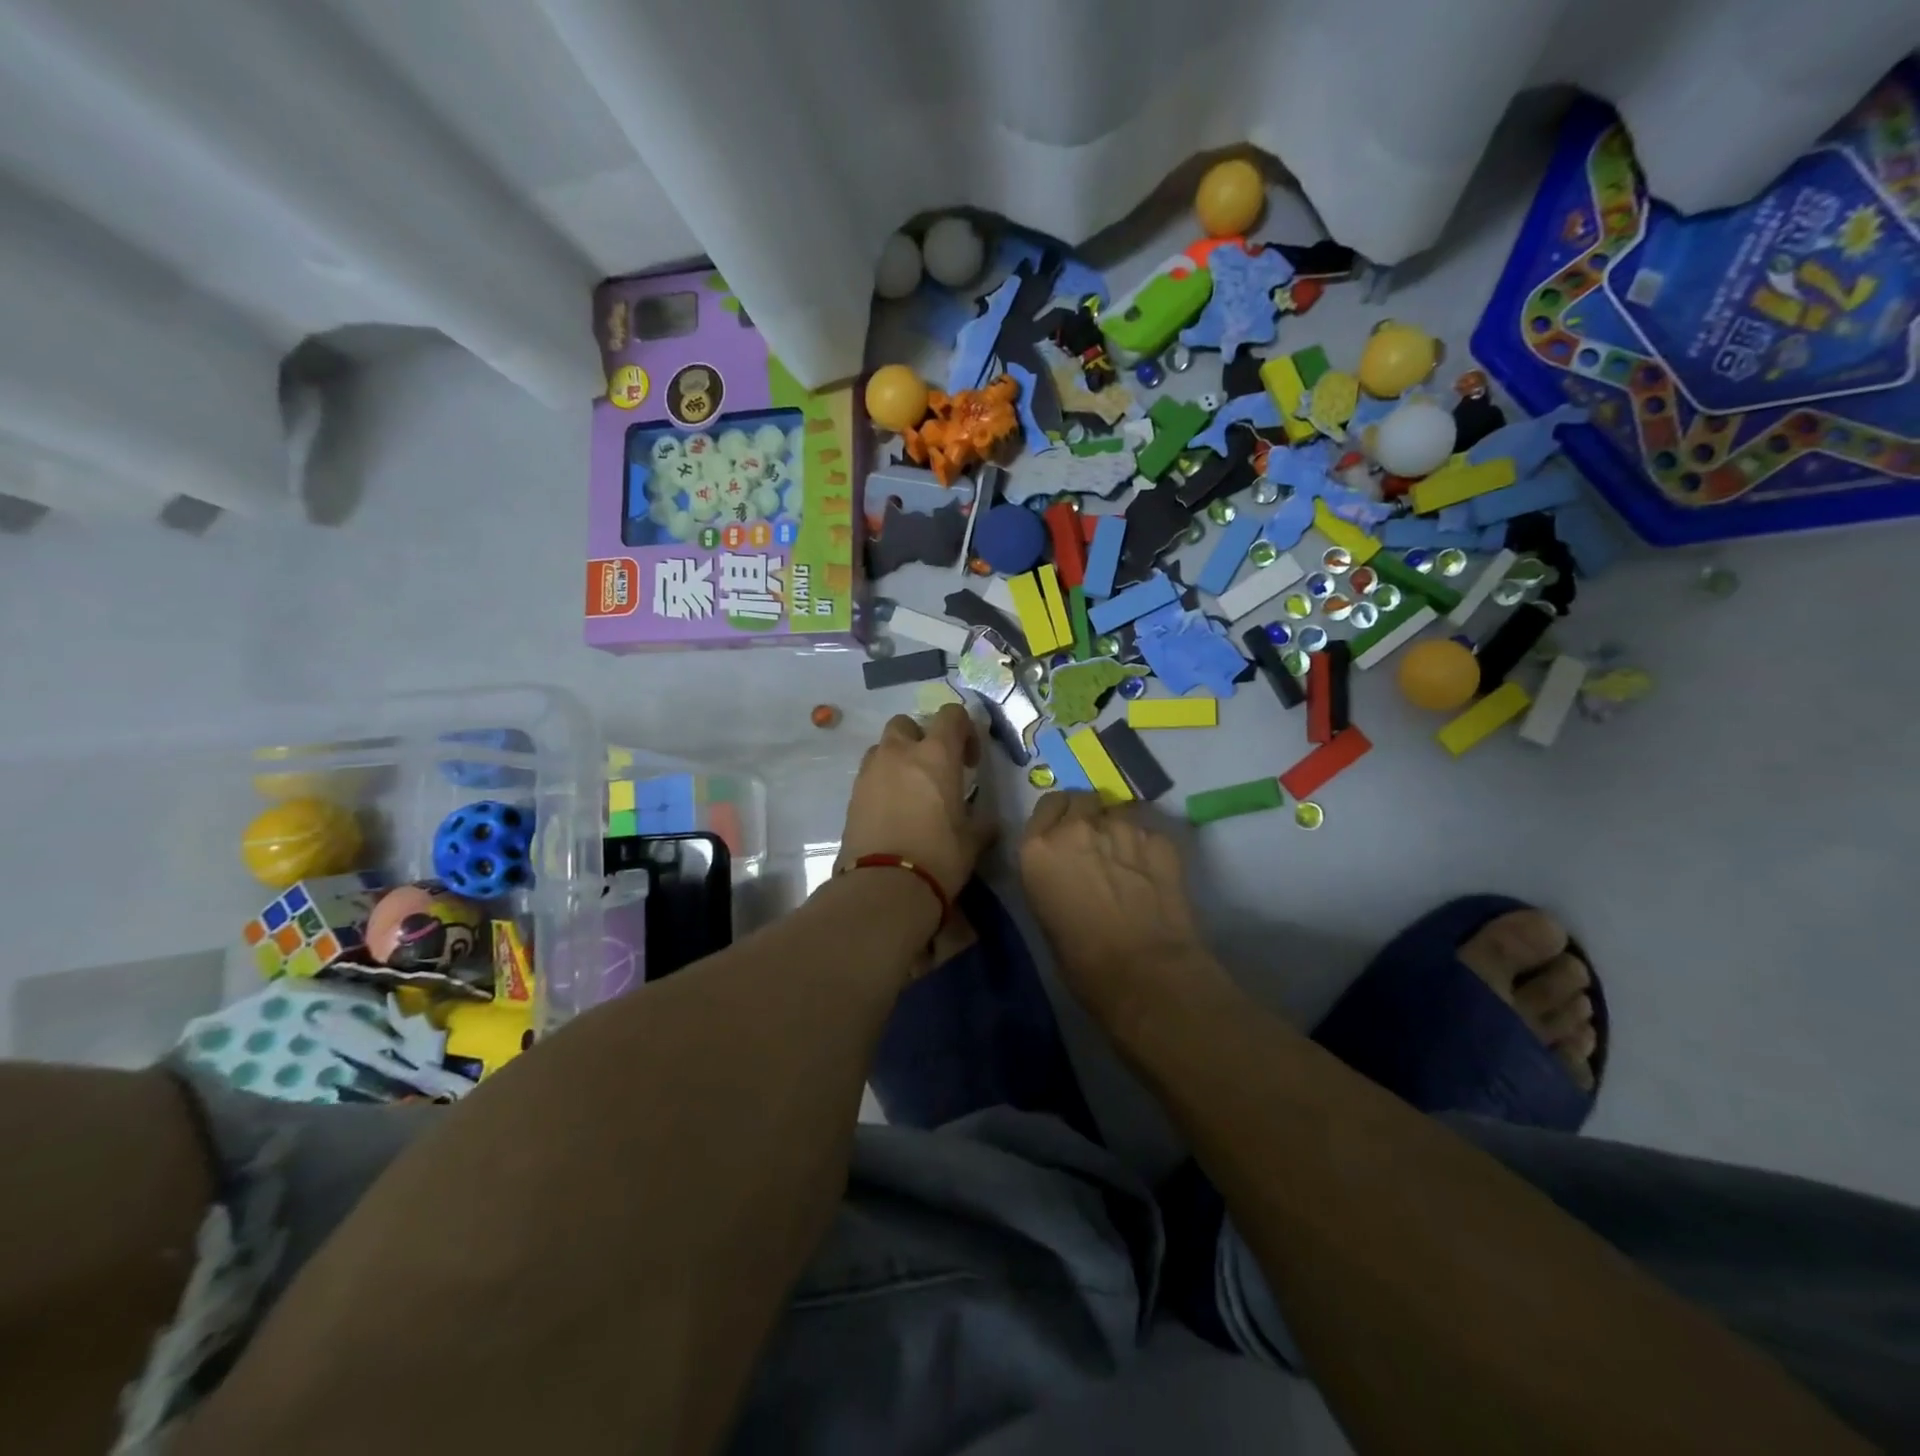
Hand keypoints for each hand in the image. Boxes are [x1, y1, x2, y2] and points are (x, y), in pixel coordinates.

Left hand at [838, 705, 994, 898]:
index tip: (969, 761)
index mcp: (936, 755)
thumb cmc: (938, 856)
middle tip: (934, 769)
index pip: (951, 715)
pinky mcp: (852, 795)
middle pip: (907, 724)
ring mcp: (871, 772)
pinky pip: (870, 774)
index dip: (964, 730)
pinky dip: (882, 782)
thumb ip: (981, 823)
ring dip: (898, 758)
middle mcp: (899, 753)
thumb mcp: (972, 841)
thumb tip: (988, 821)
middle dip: (921, 738)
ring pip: (883, 747)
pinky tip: (893, 810)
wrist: (884, 886)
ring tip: (910, 790)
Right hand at [1019, 793, 1215, 1013]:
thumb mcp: (1045, 910)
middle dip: (1088, 815)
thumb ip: (1052, 871)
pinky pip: (1148, 830)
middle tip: (1097, 845)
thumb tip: (1067, 865)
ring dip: (1118, 828)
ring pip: (1118, 811)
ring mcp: (1122, 827)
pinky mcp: (1160, 838)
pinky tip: (1152, 873)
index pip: (1047, 805)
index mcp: (1039, 847)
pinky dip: (1147, 845)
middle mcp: (1077, 827)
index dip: (1058, 818)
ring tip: (1127, 860)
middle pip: (1082, 799)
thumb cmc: (1082, 960)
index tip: (1065, 836)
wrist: (1145, 973)